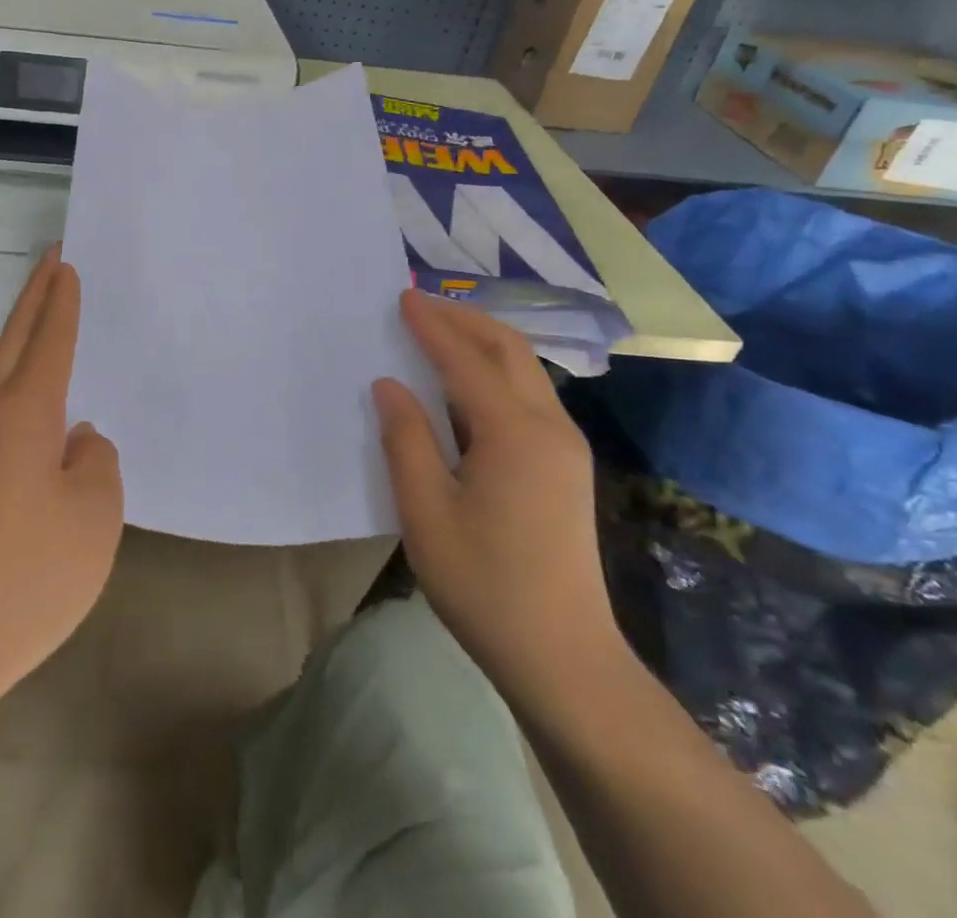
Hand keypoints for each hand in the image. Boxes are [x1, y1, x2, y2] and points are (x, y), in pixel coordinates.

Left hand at [0, 250, 123, 702]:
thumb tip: (78, 439)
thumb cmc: (36, 567)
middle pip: (13, 341)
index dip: (61, 302)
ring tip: (48, 317)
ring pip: (1, 372)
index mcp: (24, 412)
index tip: (66, 264)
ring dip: (23, 337)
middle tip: (51, 261)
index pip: (49, 340)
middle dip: (33, 298)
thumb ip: (96, 458)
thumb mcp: (96, 509)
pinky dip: (20, 378)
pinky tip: (41, 398)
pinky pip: (0, 406)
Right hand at [372, 291, 620, 684]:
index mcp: (514, 433)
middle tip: (419, 305)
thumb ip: (406, 439)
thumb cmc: (484, 584)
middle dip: (464, 320)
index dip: (431, 326)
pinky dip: (495, 372)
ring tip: (439, 333)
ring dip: (482, 342)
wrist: (564, 658)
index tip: (401, 297)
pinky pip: (529, 396)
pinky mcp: (566, 466)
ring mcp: (565, 447)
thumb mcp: (426, 512)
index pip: (466, 359)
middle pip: (509, 350)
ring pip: (525, 370)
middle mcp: (549, 427)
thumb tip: (390, 384)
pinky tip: (465, 385)